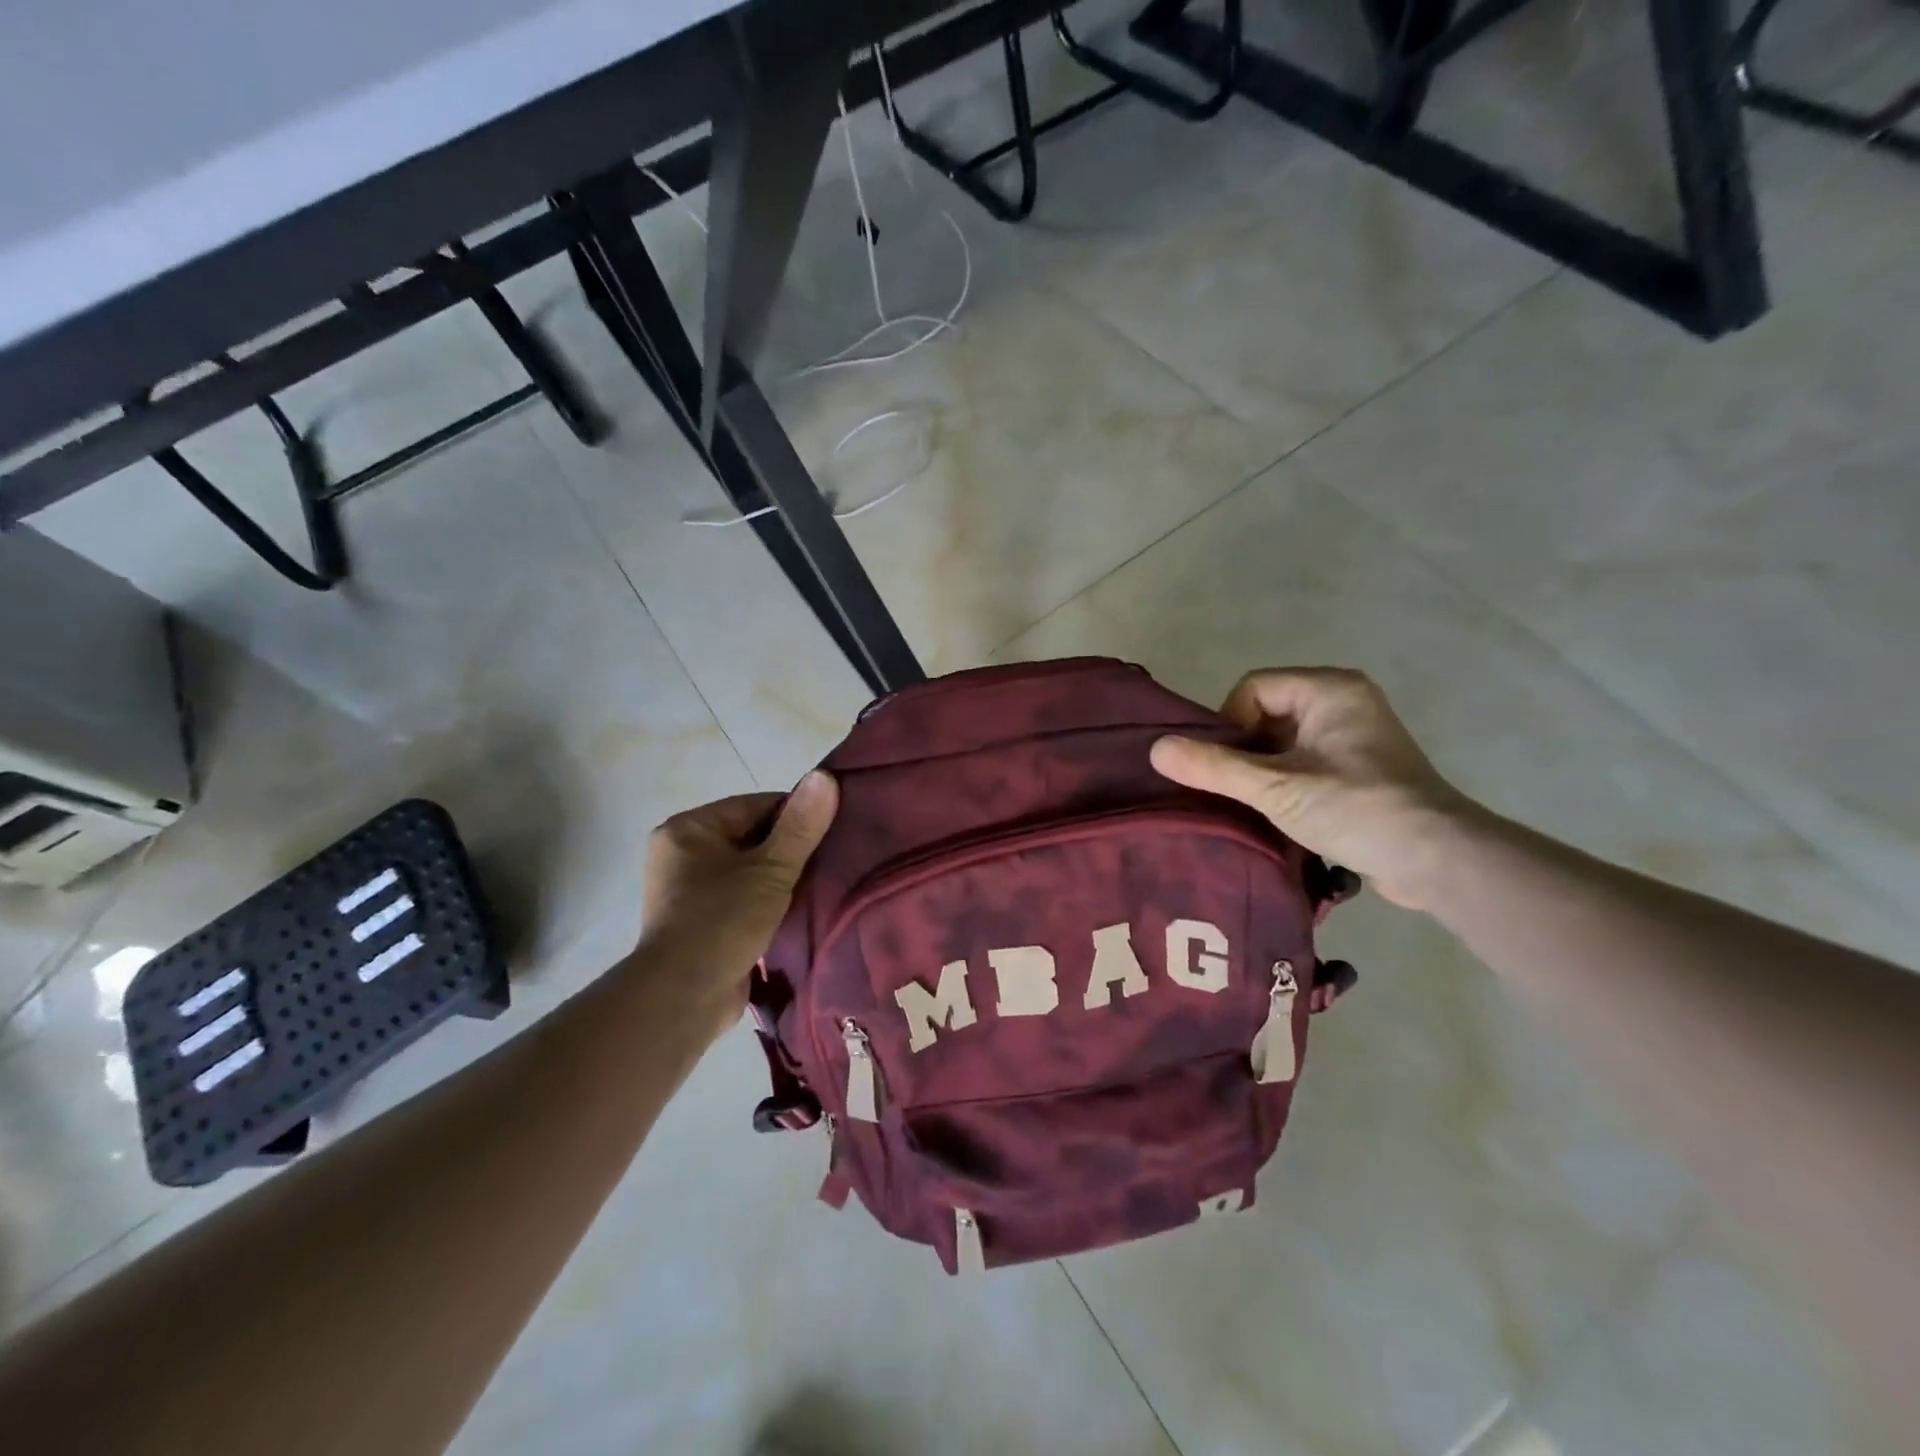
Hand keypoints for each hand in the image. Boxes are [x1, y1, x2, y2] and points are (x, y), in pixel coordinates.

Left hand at [638, 772, 838, 1023]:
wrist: (684, 998)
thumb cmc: (723, 921)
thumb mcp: (771, 870)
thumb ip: (801, 826)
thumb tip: (825, 775)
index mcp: (689, 828)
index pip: (756, 806)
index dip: (797, 818)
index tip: (831, 834)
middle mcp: (681, 852)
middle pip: (752, 837)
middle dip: (789, 852)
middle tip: (829, 863)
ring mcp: (687, 890)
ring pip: (748, 870)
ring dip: (779, 880)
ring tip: (817, 887)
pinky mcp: (698, 921)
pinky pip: (740, 898)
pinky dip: (765, 902)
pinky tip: (794, 911)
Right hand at [1150, 668, 1473, 909]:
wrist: (1437, 860)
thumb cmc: (1356, 809)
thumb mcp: (1276, 788)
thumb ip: (1214, 767)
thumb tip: (1155, 749)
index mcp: (1329, 689)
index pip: (1253, 688)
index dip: (1228, 724)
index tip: (1223, 767)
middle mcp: (1343, 701)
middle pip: (1266, 713)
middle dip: (1243, 751)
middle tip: (1234, 790)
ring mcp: (1354, 736)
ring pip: (1283, 741)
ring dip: (1261, 771)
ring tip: (1253, 806)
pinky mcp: (1359, 768)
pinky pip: (1304, 761)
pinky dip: (1284, 782)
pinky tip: (1277, 813)